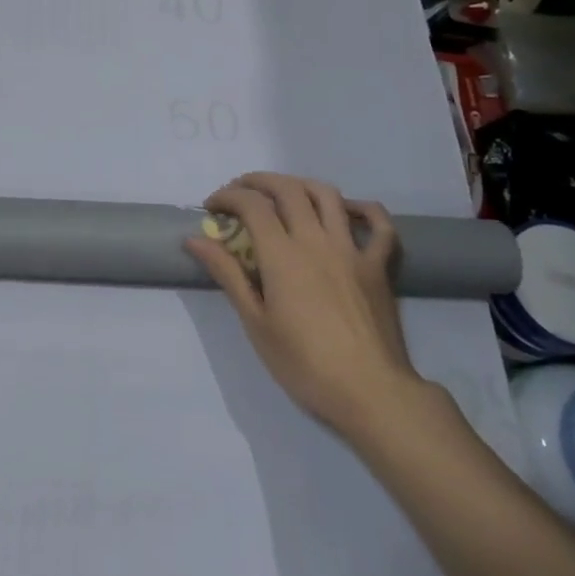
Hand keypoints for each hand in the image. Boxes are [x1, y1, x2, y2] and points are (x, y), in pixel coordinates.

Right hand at [185, 173, 429, 443]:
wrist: (371, 393)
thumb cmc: (304, 363)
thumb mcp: (255, 322)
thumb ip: (228, 274)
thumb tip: (195, 239)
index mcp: (283, 254)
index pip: (251, 205)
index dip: (227, 197)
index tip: (211, 208)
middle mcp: (317, 240)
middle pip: (287, 190)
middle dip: (258, 182)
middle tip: (239, 192)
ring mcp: (352, 250)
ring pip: (328, 196)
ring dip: (300, 184)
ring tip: (283, 193)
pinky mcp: (378, 266)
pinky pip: (379, 225)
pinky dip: (362, 208)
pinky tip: (346, 210)